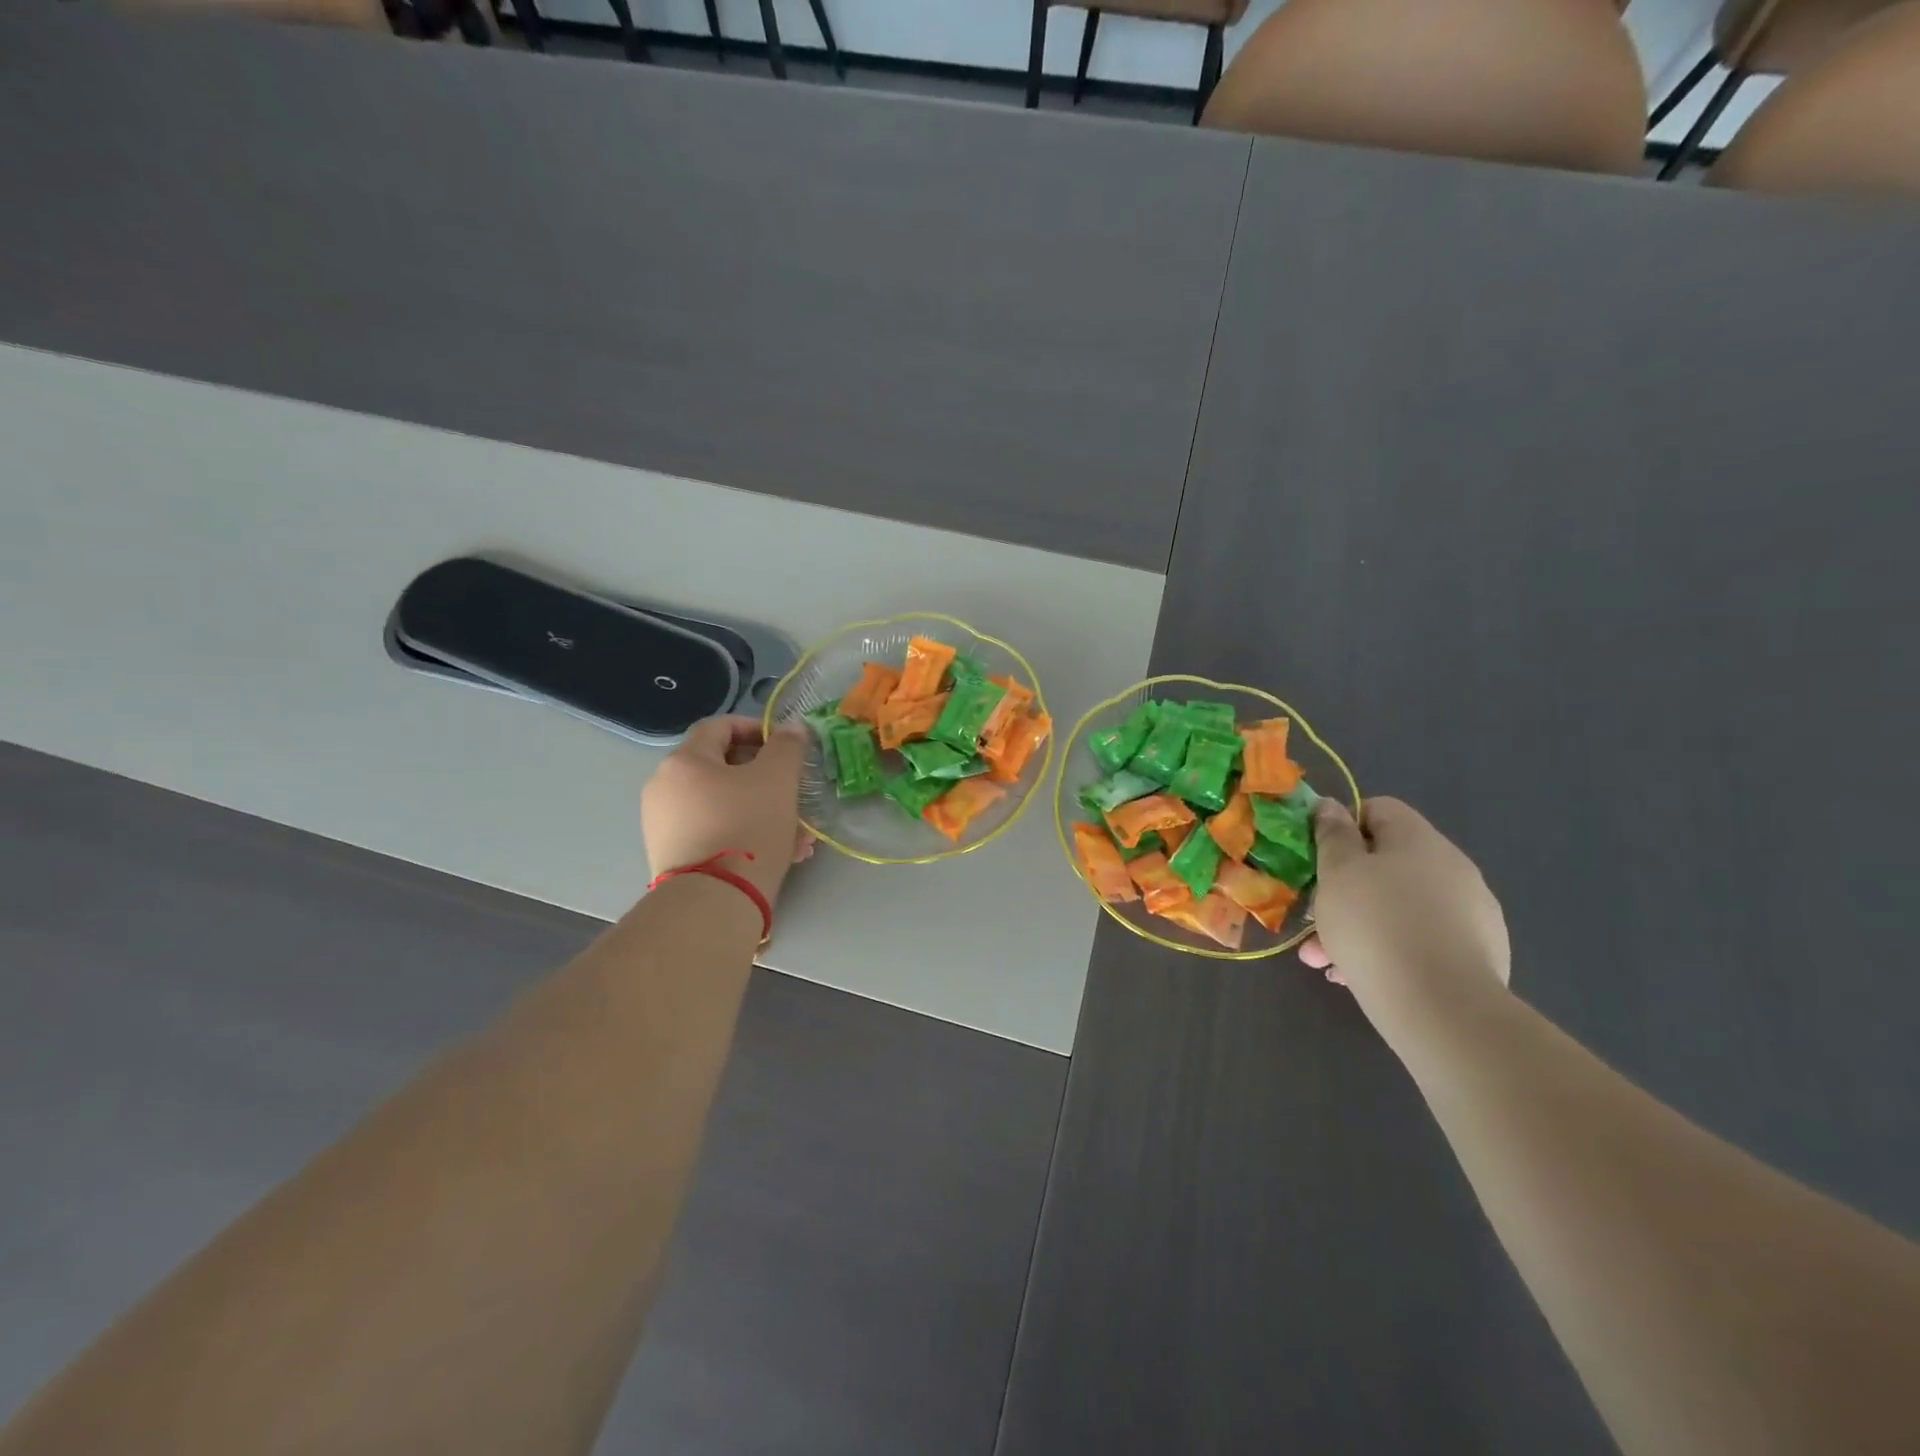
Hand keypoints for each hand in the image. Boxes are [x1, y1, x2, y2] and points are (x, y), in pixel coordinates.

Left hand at [642, 716, 812, 905]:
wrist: (714, 901)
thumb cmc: (747, 827)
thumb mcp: (778, 779)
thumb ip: (787, 746)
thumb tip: (792, 727)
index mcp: (684, 762)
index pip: (719, 726)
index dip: (755, 727)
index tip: (785, 745)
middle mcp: (664, 788)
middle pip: (721, 768)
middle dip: (765, 777)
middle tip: (795, 792)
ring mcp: (664, 825)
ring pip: (723, 805)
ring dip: (762, 810)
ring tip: (798, 833)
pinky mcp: (672, 857)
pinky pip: (714, 832)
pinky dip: (744, 834)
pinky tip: (780, 853)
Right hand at [1299, 798, 1509, 1039]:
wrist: (1441, 1007)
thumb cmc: (1374, 924)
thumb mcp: (1336, 872)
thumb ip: (1332, 834)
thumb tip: (1331, 806)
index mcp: (1419, 839)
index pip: (1378, 809)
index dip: (1342, 827)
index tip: (1317, 859)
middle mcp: (1452, 867)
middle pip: (1386, 864)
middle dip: (1343, 889)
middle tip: (1312, 920)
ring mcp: (1471, 912)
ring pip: (1399, 906)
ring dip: (1358, 925)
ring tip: (1325, 960)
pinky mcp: (1478, 954)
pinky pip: (1421, 939)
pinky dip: (1389, 949)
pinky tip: (1360, 977)